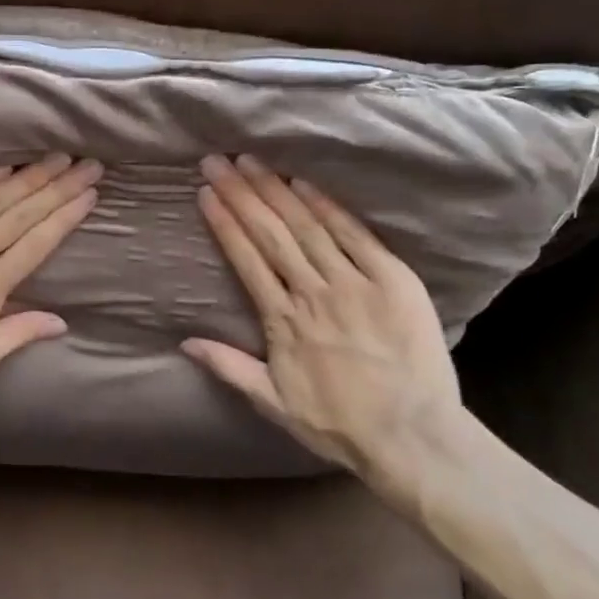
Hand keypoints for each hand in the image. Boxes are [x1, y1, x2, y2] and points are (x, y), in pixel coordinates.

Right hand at [181, 155, 473, 500]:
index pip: (246, 259)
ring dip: (276, 191)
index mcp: (282, 321)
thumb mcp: (273, 403)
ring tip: (252, 161)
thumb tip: (184, 341)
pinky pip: (355, 236)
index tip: (206, 192)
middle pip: (270, 233)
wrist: (413, 437)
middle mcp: (313, 293)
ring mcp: (354, 283)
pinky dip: (328, 207)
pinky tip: (304, 184)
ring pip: (307, 227)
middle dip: (241, 194)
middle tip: (218, 161)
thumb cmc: (339, 424)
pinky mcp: (393, 280)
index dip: (224, 222)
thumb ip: (228, 368)